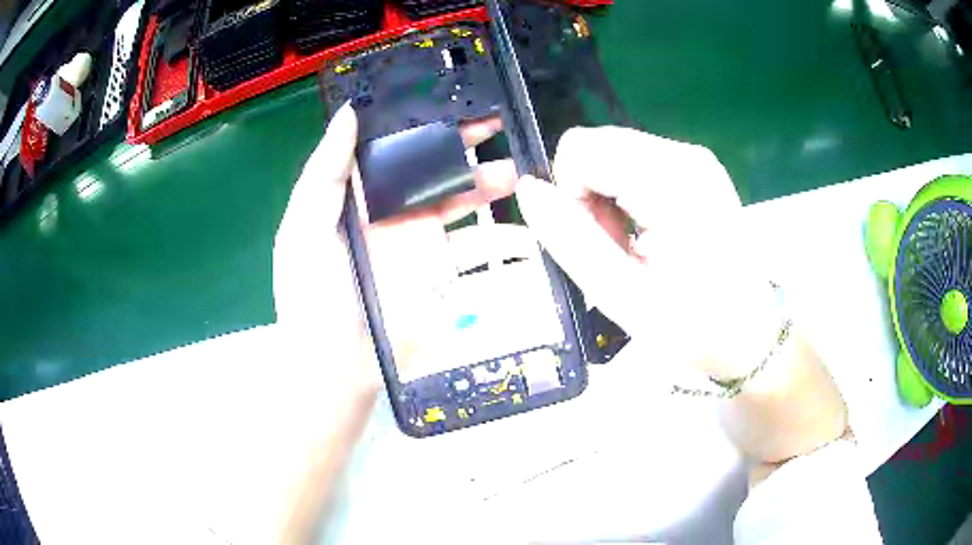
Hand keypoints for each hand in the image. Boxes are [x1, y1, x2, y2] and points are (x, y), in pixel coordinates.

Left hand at [271, 104, 514, 541]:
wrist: (338, 369)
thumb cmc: (311, 297)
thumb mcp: (303, 230)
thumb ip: (324, 173)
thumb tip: (349, 114)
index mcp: (349, 194)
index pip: (384, 146)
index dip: (412, 121)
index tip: (442, 99)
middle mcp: (382, 207)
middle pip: (423, 164)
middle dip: (456, 142)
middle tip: (489, 123)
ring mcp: (411, 235)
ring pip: (450, 192)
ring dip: (479, 175)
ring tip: (509, 165)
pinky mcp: (434, 262)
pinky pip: (463, 229)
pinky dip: (484, 210)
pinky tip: (506, 195)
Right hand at [516, 126, 780, 380]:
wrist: (751, 332)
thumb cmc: (694, 326)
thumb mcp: (622, 296)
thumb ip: (570, 240)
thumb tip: (527, 188)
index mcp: (672, 181)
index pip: (581, 149)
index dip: (569, 195)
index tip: (595, 243)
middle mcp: (685, 155)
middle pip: (597, 146)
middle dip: (587, 195)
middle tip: (615, 250)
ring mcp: (694, 159)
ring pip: (613, 153)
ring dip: (606, 197)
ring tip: (632, 247)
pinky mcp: (696, 168)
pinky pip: (635, 164)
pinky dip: (625, 195)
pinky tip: (647, 234)